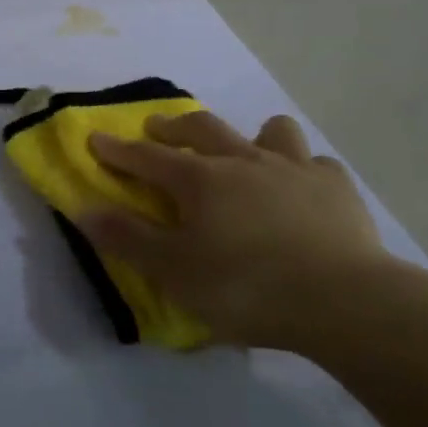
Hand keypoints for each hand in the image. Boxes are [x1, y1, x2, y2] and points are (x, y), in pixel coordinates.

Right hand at [80, 112, 411, 359]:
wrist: (342, 300)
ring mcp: (295, 168)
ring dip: (250, 135)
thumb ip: (128, 239)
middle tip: (157, 127)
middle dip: (173, 126)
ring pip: (270, 132)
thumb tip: (86, 209)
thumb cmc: (246, 287)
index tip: (96, 139)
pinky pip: (315, 163)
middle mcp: (244, 161)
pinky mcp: (336, 187)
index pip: (147, 157)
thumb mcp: (174, 272)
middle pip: (203, 129)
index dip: (118, 150)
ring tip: (246, 150)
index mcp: (201, 180)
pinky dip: (302, 170)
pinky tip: (302, 190)